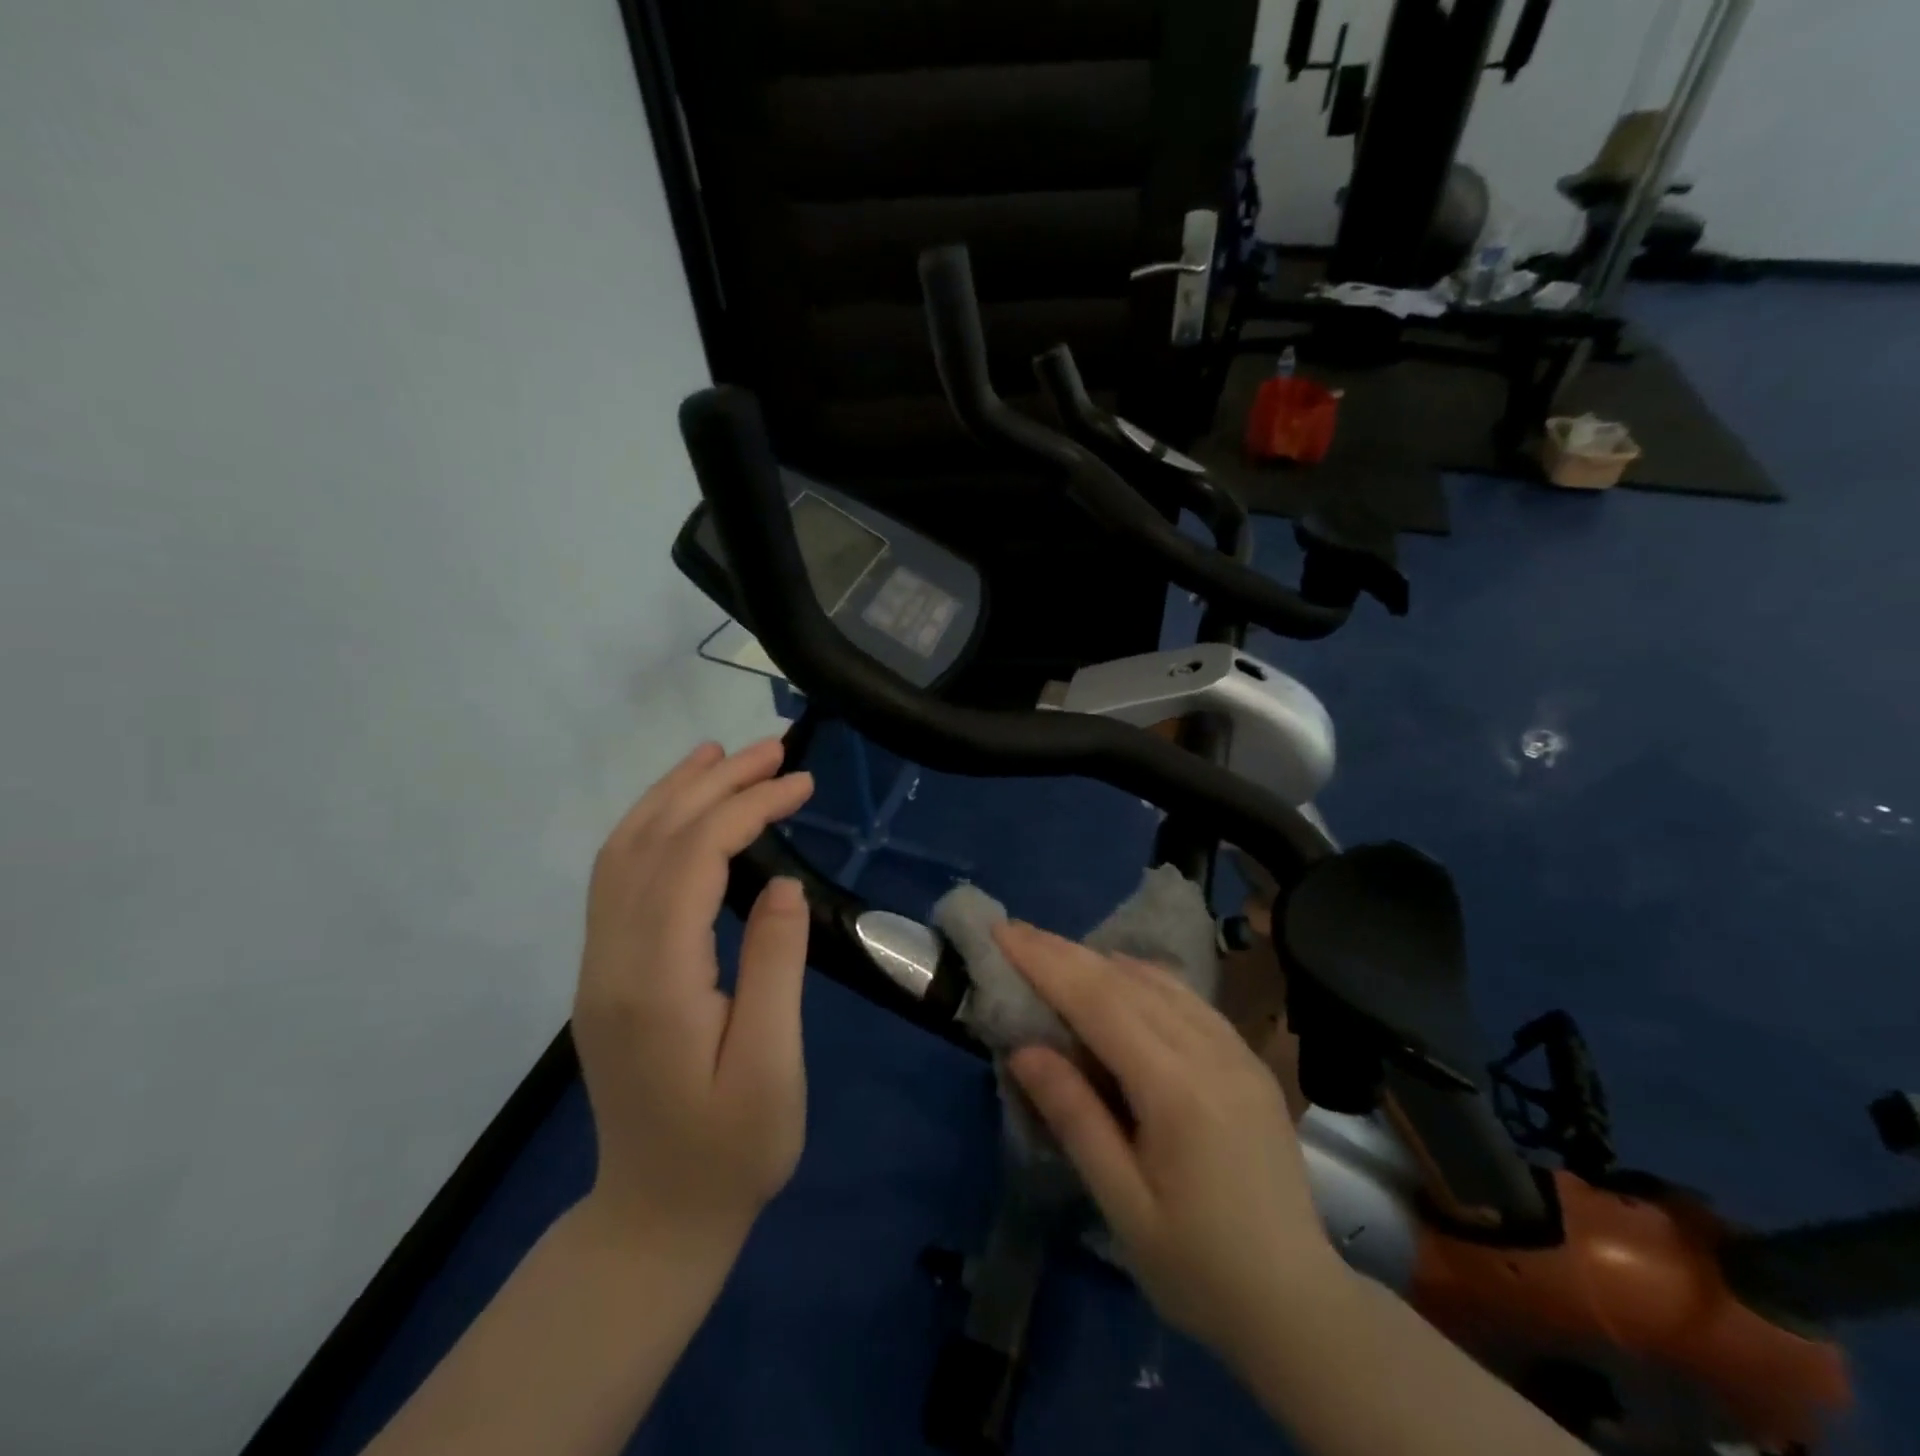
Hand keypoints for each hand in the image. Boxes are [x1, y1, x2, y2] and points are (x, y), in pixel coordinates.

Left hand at [572, 739, 814, 1261]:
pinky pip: (618, 877)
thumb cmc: (731, 1152)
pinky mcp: (606, 971)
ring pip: (623, 851)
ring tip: (722, 756)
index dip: (745, 808)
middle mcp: (612, 959)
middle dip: (712, 784)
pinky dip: (651, 827)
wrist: (655, 1218)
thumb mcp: (772, 1067)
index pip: (691, 859)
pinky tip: (683, 812)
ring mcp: (599, 964)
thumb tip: (779, 882)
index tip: (801, 784)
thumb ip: (774, 967)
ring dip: (673, 794)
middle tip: (772, 751)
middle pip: (652, 840)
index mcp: (654, 982)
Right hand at [992, 920, 1341, 1357]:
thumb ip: (1076, 1118)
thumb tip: (1023, 1049)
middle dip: (1064, 951)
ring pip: (1159, 981)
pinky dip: (1143, 977)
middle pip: (1126, 981)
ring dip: (1101, 960)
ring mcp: (1237, 1051)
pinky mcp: (1248, 1060)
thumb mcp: (1124, 1205)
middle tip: (1015, 930)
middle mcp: (1211, 1052)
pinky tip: (1120, 976)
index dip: (1047, 964)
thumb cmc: (1199, 1269)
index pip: (1100, 1003)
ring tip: (1054, 951)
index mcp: (1178, 1090)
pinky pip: (1188, 998)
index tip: (1004, 933)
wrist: (1300, 1306)